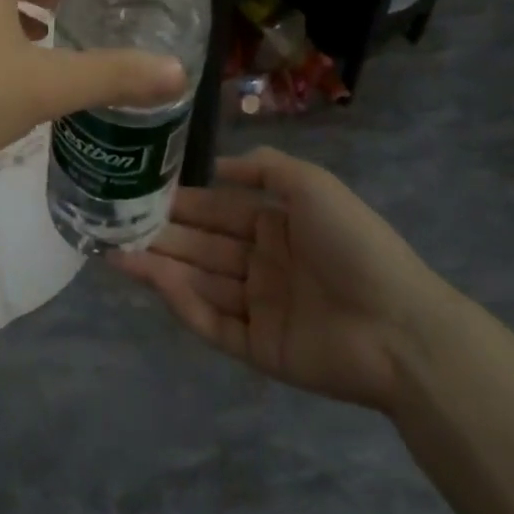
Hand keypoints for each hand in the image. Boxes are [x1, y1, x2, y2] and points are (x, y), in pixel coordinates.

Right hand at [112, 147, 450, 412]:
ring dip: (160, 265)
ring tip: (116, 251)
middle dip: (161, 233)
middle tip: (114, 223)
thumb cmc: (352, 242)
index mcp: (276, 225)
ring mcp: (259, 307)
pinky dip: (182, 302)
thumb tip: (216, 165)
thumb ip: (264, 168)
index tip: (140, 190)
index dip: (182, 201)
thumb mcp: (312, 184)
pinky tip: (154, 280)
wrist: (399, 325)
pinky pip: (212, 322)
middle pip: (202, 246)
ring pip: (199, 281)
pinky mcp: (258, 348)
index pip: (217, 209)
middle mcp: (262, 263)